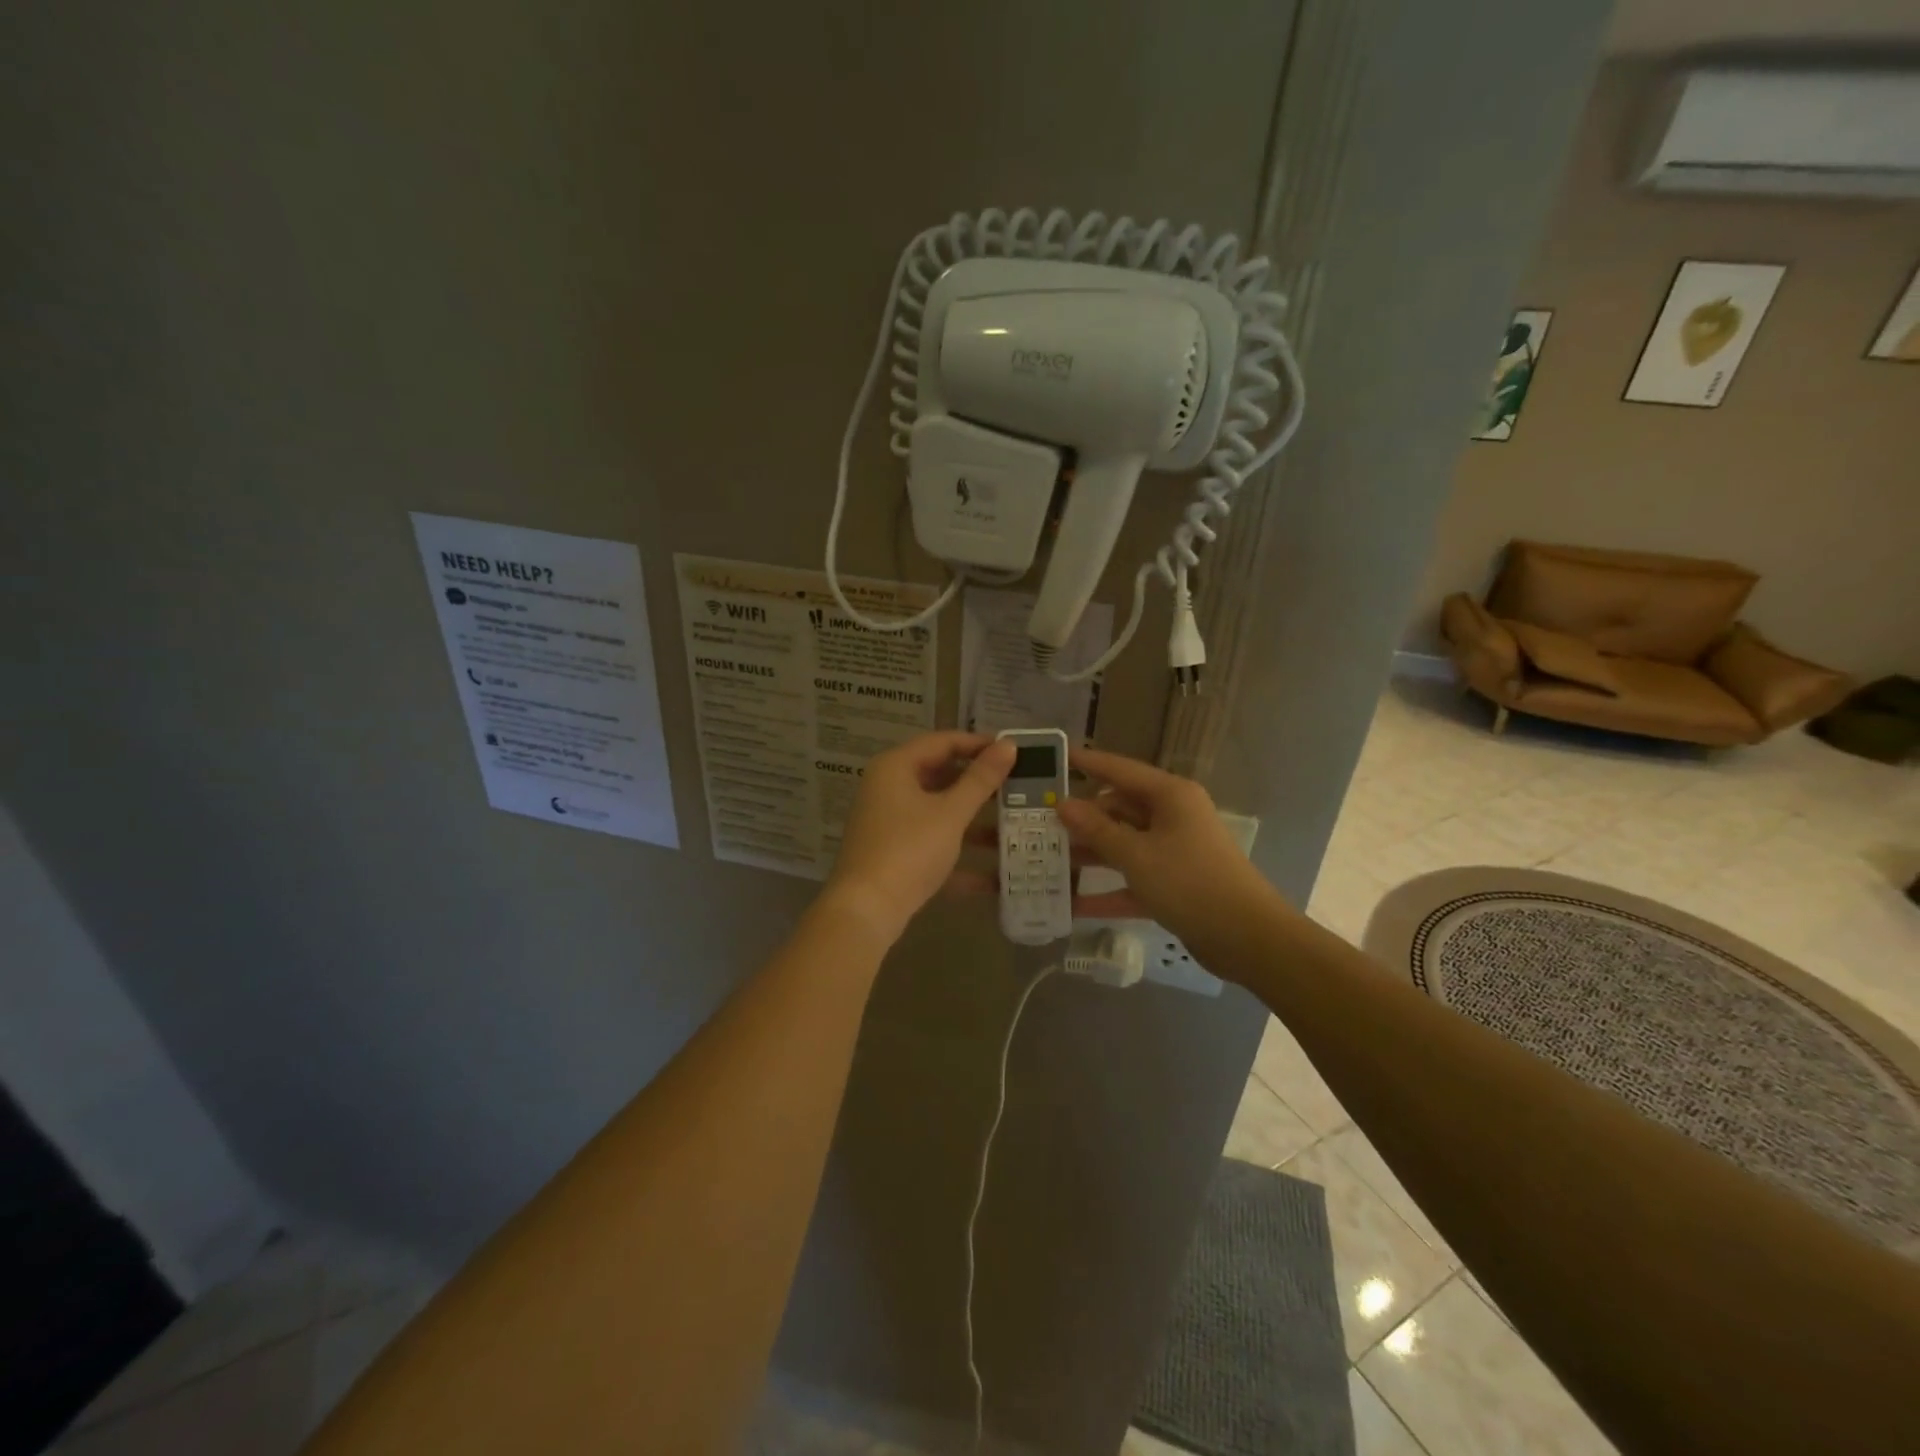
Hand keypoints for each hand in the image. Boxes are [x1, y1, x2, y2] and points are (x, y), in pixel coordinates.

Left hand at [822, 731, 1015, 944]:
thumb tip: (1008, 745)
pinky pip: (933, 845)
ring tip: (1016, 826)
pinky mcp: (895, 855)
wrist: (867, 911)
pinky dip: (960, 856)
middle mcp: (889, 789)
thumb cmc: (909, 850)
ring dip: (975, 822)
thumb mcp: (950, 813)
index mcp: (896, 767)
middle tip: (1018, 786)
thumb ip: (981, 779)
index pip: (942, 742)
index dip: (979, 744)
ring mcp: (890, 824)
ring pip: (939, 813)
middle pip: (941, 776)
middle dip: (980, 785)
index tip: (1014, 751)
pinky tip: (997, 876)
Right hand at [1056, 748, 1282, 952]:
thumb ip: (1097, 830)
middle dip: (1080, 819)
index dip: (1086, 763)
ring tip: (1045, 860)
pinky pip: (1132, 879)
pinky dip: (1108, 890)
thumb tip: (1064, 804)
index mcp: (1169, 796)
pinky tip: (1072, 906)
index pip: (1119, 769)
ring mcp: (1173, 850)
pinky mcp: (1173, 883)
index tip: (1054, 758)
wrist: (1247, 938)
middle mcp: (1172, 816)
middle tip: (1037, 822)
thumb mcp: (1136, 855)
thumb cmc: (1190, 882)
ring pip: (1122, 844)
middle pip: (1118, 809)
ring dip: (1090, 854)